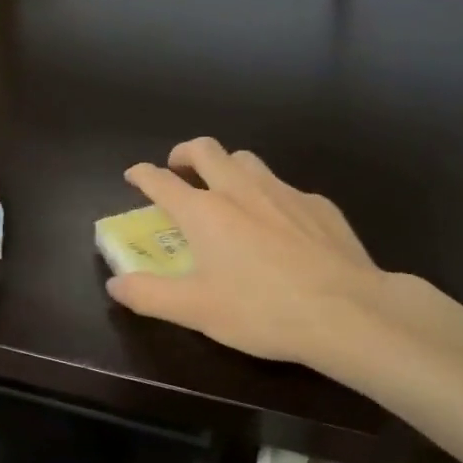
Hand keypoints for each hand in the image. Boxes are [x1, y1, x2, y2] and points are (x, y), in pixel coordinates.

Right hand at [105, 137, 423, 379]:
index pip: (161, 181)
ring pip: (247, 160)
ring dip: (228, 166)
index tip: (133, 175)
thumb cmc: (262, 310)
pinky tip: (281, 224)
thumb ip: (149, 295)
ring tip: (226, 188)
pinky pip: (286, 188)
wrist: (348, 312)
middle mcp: (239, 190)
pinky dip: (270, 196)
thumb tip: (115, 284)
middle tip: (178, 167)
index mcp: (204, 212)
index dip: (142, 174)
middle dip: (184, 152)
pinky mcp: (318, 205)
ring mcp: (282, 192)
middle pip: (205, 150)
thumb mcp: (196, 311)